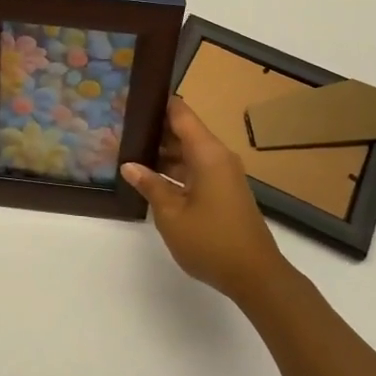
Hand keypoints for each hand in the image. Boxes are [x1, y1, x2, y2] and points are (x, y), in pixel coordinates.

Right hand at [121, 98, 295, 305]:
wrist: (256, 276)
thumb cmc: (211, 241)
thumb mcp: (171, 214)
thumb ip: (150, 185)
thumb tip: (129, 165)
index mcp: (208, 153)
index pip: (181, 113)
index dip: (157, 103)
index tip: (131, 98)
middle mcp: (218, 157)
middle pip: (184, 131)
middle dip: (154, 129)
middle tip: (120, 128)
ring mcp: (223, 175)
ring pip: (188, 152)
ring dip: (162, 153)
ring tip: (128, 151)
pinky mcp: (224, 191)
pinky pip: (196, 169)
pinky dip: (174, 169)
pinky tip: (151, 178)